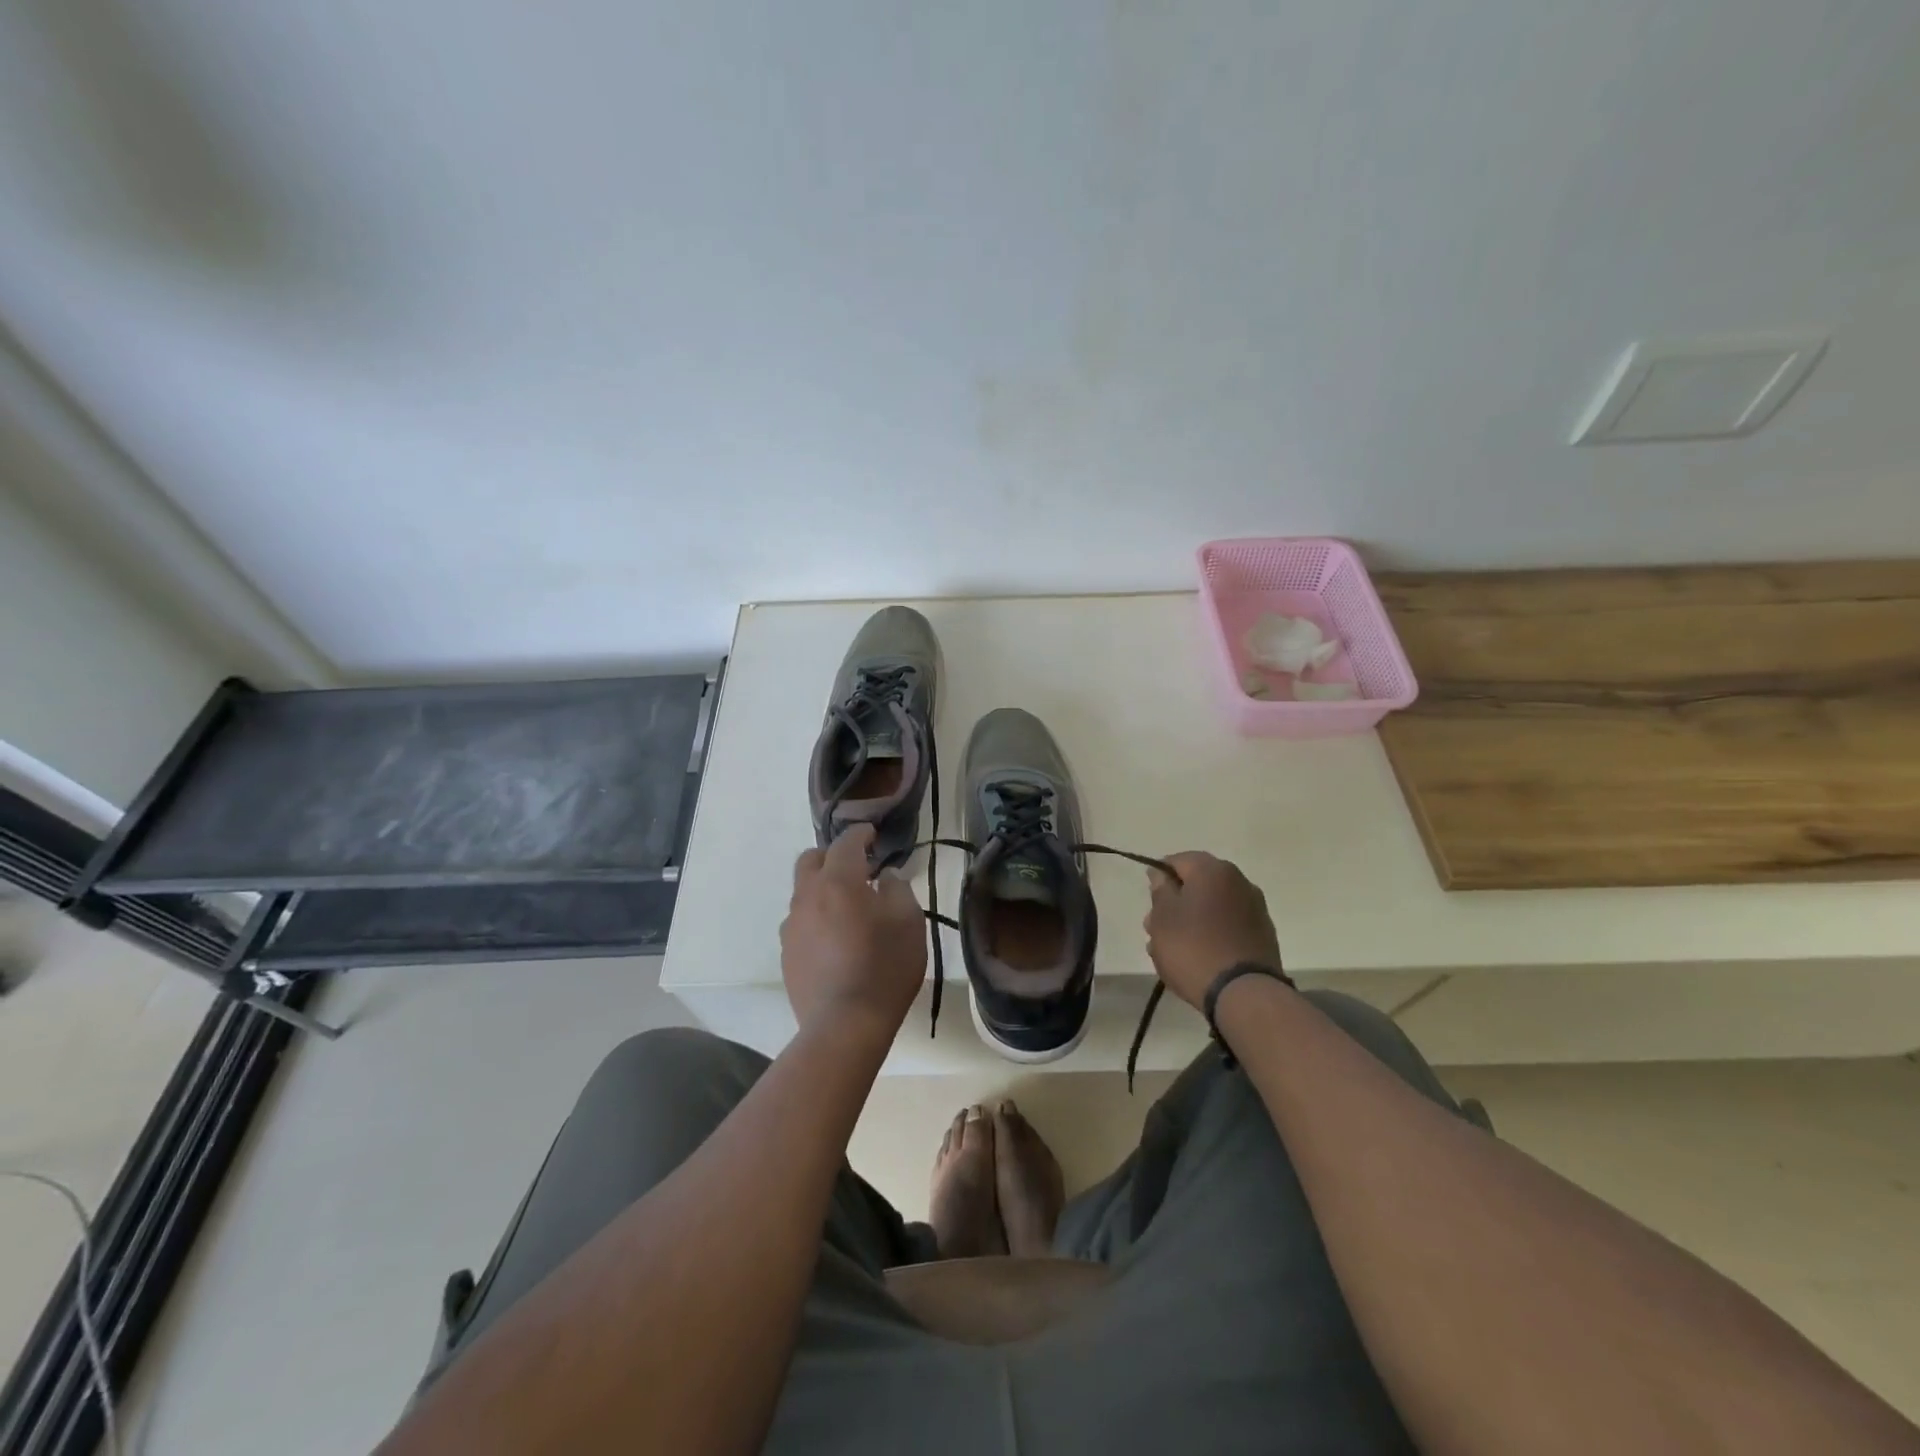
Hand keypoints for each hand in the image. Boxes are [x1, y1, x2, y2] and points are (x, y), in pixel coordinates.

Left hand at [781, 824, 927, 1039]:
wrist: (845, 1024)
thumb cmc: (885, 967)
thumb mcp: (909, 922)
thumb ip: (898, 889)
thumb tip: (885, 877)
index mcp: (839, 881)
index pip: (845, 842)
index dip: (860, 833)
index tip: (872, 834)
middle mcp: (808, 896)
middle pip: (811, 860)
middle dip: (832, 855)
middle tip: (857, 867)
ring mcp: (792, 926)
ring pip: (803, 891)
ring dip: (823, 888)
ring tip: (847, 906)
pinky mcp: (787, 953)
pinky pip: (801, 921)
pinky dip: (817, 916)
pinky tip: (835, 937)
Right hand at [1142, 851, 1282, 1008]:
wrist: (1244, 994)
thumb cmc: (1193, 948)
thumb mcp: (1163, 917)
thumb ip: (1160, 890)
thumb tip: (1162, 874)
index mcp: (1213, 870)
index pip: (1177, 860)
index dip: (1158, 877)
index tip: (1149, 901)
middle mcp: (1239, 881)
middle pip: (1196, 884)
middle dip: (1173, 903)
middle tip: (1154, 929)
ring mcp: (1254, 909)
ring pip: (1211, 906)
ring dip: (1190, 920)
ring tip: (1170, 949)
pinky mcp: (1262, 935)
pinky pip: (1227, 926)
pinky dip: (1210, 933)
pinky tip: (1196, 956)